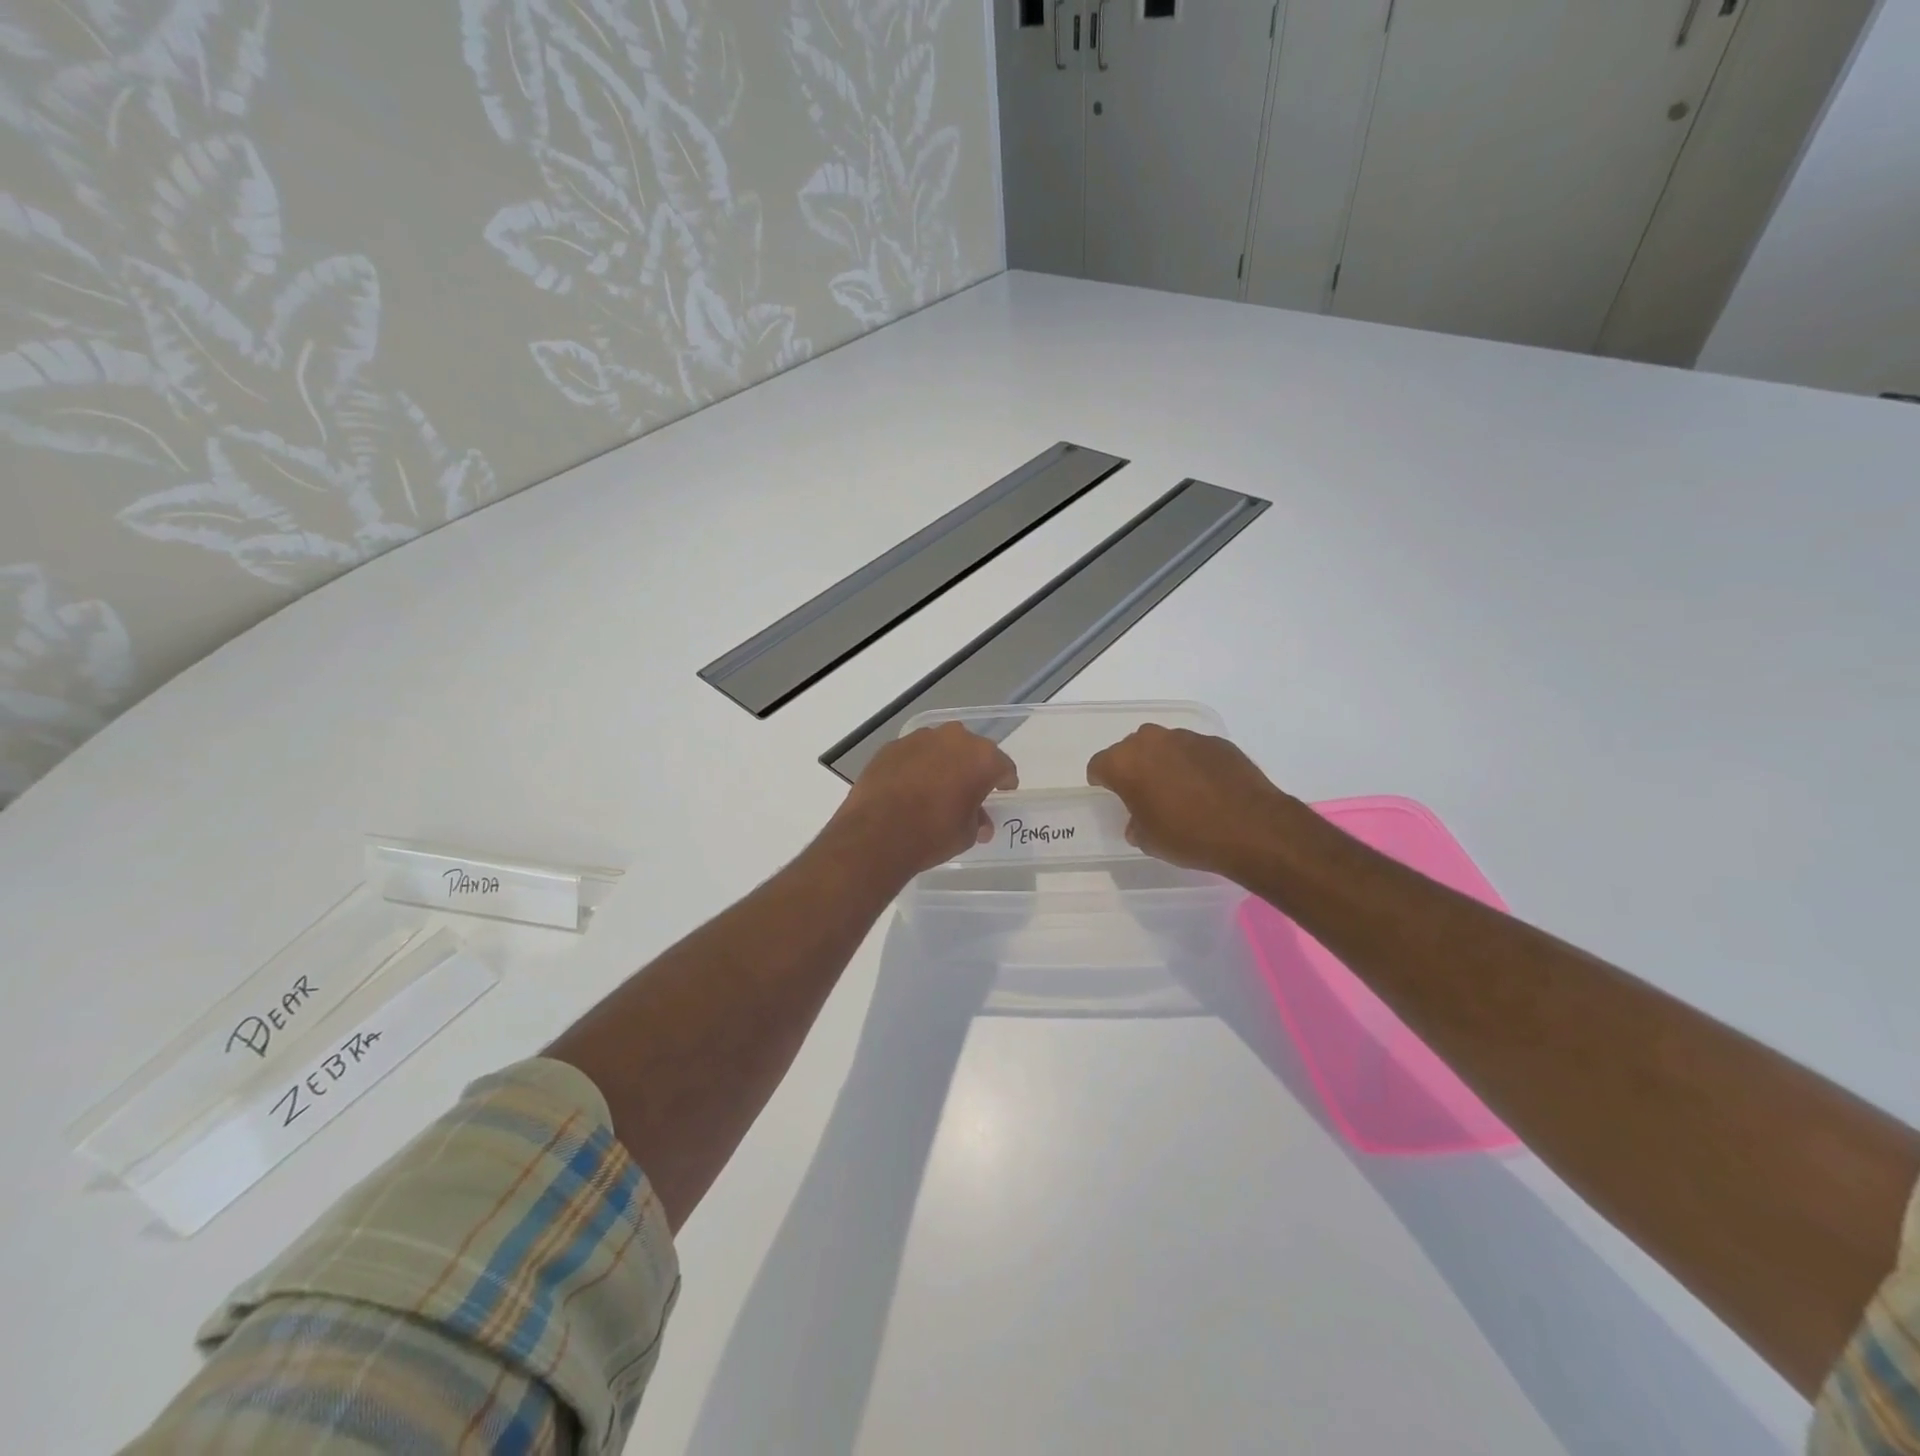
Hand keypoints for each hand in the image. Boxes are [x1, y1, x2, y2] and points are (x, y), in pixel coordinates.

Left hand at [824, 722, 1017, 879]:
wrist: (876, 834)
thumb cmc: (932, 834)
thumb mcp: (966, 834)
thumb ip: (978, 820)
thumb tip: (981, 821)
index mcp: (982, 758)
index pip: (1003, 766)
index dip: (1004, 781)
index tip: (1001, 793)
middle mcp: (953, 739)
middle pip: (971, 750)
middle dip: (972, 767)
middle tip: (968, 789)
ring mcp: (919, 738)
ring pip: (940, 747)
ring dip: (943, 762)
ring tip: (936, 786)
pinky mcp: (892, 746)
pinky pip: (913, 753)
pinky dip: (916, 765)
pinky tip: (909, 786)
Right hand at [1086, 724, 1297, 876]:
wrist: (1251, 828)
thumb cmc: (1188, 836)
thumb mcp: (1149, 840)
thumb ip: (1135, 823)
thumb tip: (1139, 819)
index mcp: (1125, 762)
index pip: (1099, 765)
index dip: (1102, 781)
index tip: (1110, 794)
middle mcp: (1151, 741)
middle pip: (1130, 749)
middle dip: (1133, 767)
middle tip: (1144, 793)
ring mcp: (1186, 737)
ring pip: (1164, 746)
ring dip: (1164, 762)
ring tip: (1179, 790)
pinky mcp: (1217, 742)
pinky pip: (1193, 751)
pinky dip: (1193, 764)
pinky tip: (1207, 788)